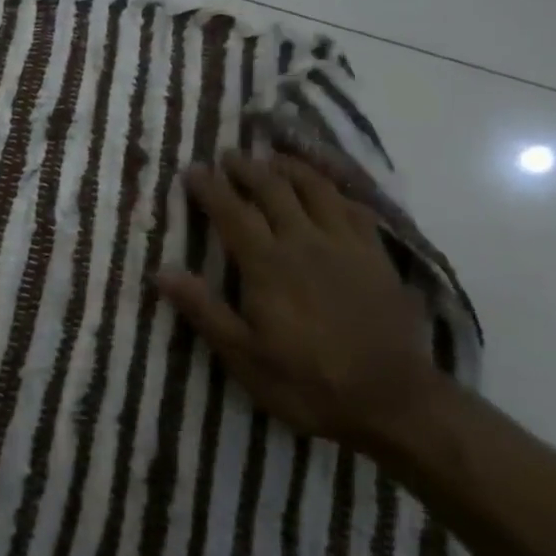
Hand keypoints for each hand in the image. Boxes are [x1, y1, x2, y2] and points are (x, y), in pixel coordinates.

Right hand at [154, 150, 439, 448]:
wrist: (393, 400)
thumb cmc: (309, 382)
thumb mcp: (244, 357)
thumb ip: (204, 310)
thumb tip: (162, 272)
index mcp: (268, 264)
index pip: (232, 212)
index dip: (210, 188)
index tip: (192, 170)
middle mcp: (304, 241)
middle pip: (273, 189)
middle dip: (247, 168)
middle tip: (229, 155)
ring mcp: (345, 244)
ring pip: (315, 188)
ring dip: (290, 167)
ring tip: (273, 158)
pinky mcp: (376, 254)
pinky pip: (354, 206)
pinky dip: (335, 188)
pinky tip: (328, 187)